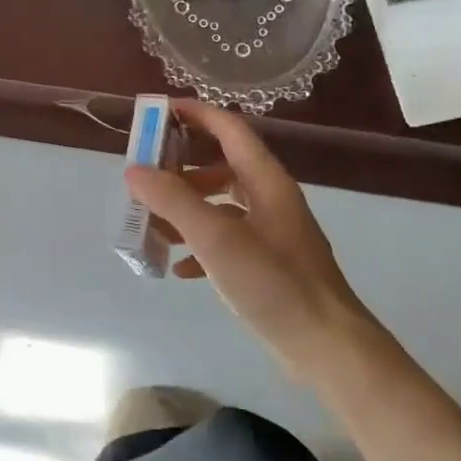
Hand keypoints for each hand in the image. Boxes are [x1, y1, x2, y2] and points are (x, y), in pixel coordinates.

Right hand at [126, 100, 372, 365]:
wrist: (327, 348)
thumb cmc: (274, 284)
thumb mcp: (217, 239)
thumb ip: (173, 201)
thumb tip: (134, 170)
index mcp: (266, 181)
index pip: (229, 128)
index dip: (195, 114)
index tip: (157, 112)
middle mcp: (270, 199)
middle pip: (222, 163)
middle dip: (181, 165)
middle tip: (145, 172)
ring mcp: (271, 232)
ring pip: (221, 203)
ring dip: (186, 206)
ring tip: (153, 221)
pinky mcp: (268, 264)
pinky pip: (226, 238)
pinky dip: (199, 244)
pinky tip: (179, 267)